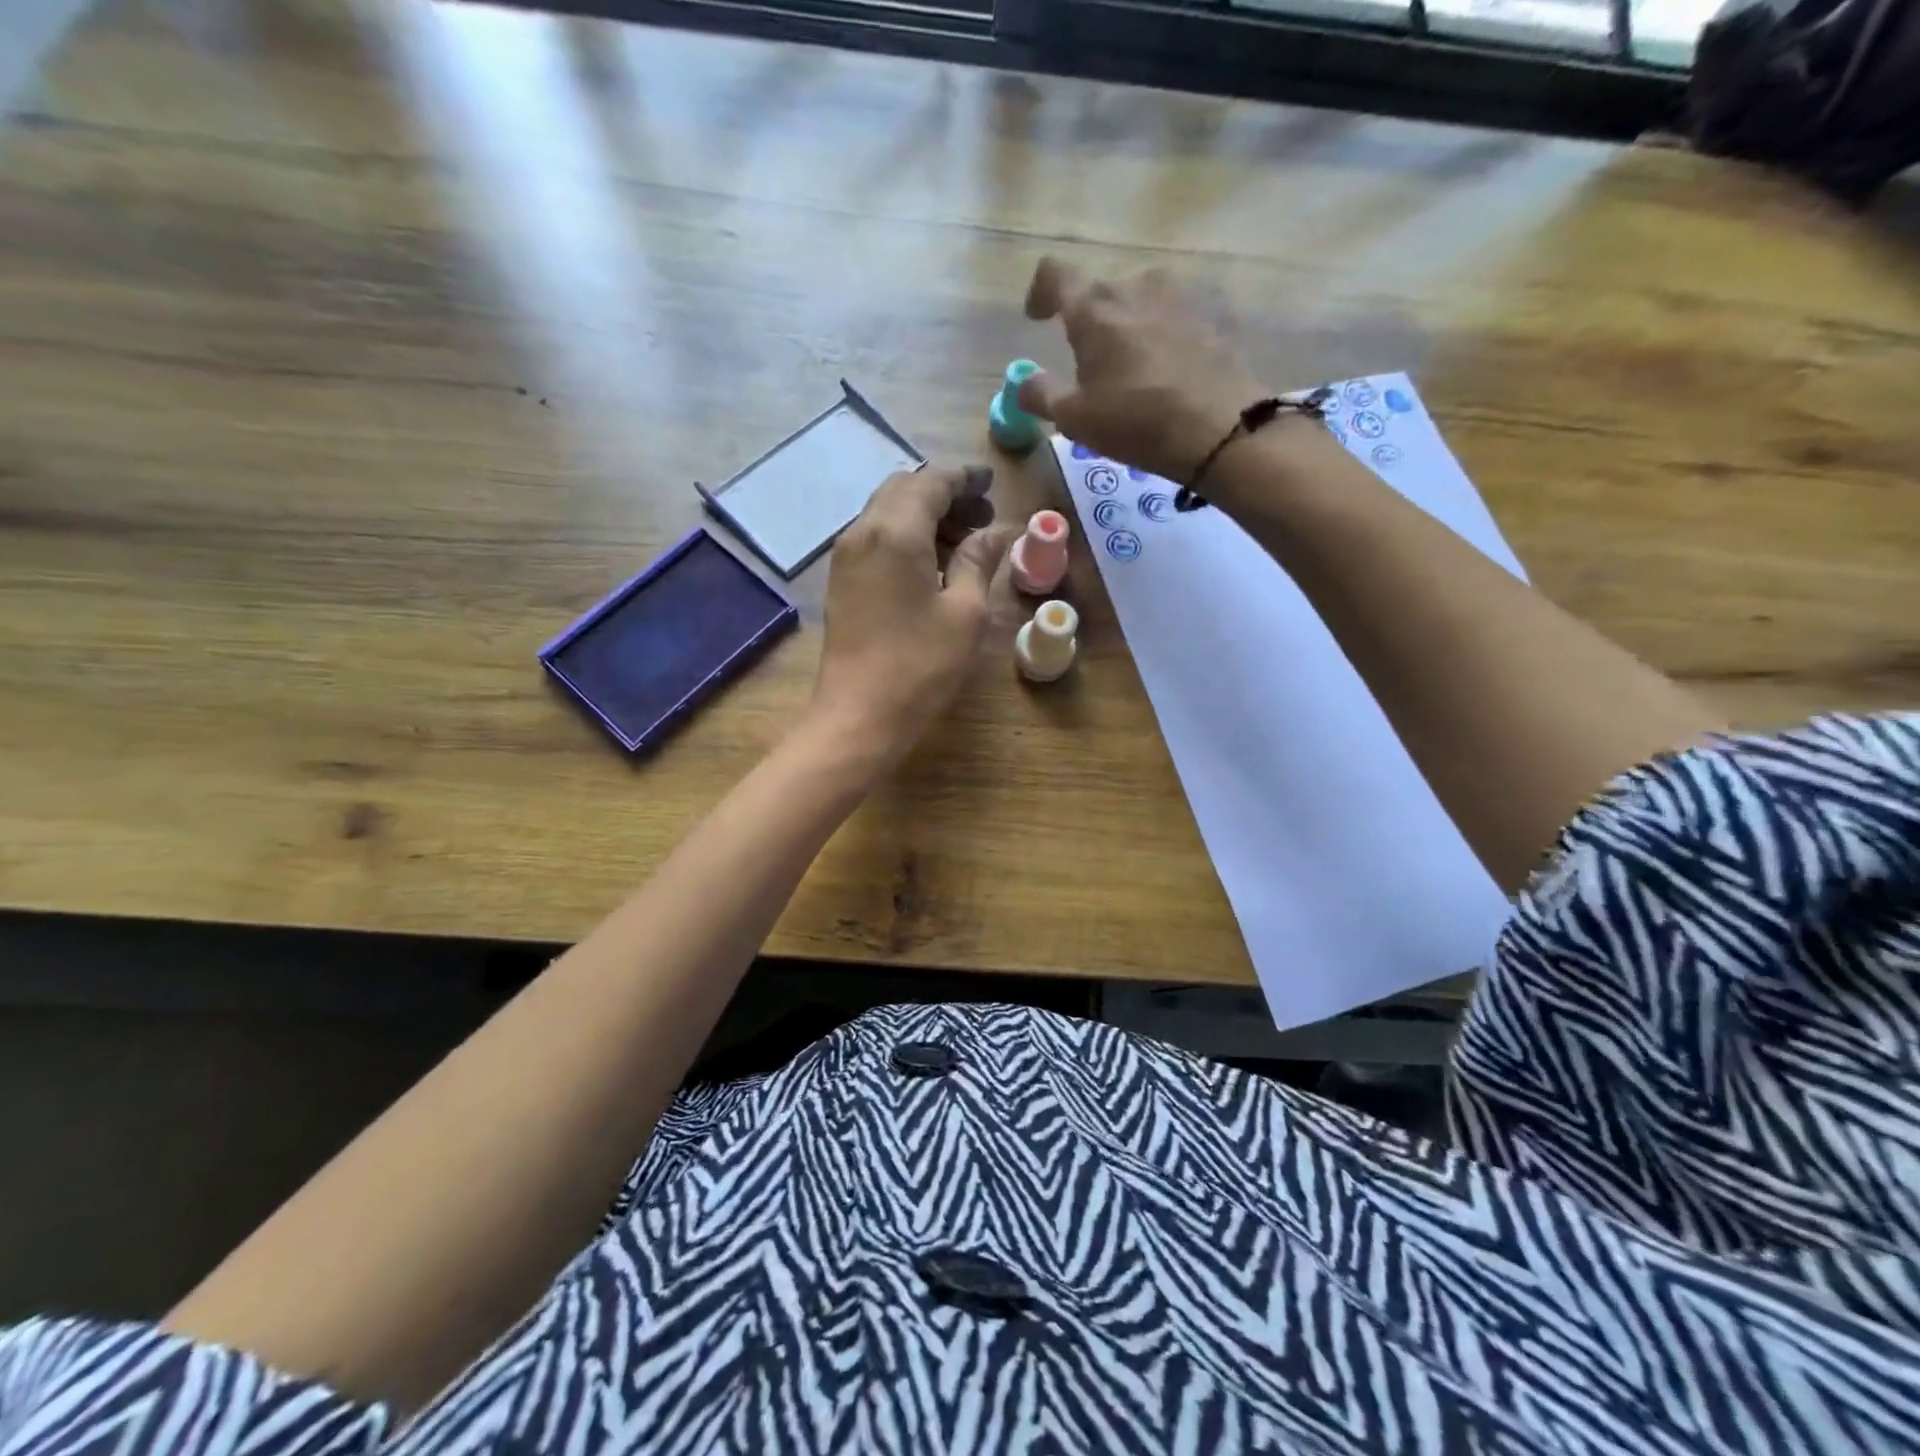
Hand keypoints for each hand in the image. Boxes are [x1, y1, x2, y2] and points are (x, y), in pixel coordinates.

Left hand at [809, 465, 1015, 760]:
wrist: (858, 715)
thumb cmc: (920, 665)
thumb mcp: (965, 613)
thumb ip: (979, 562)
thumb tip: (996, 532)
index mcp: (895, 531)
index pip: (931, 482)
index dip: (964, 479)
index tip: (992, 486)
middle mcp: (862, 532)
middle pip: (904, 490)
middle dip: (945, 495)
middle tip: (982, 518)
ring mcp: (846, 557)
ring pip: (887, 513)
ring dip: (925, 516)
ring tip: (964, 543)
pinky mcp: (842, 581)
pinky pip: (875, 539)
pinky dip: (906, 537)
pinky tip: (932, 565)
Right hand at [1016, 257, 1267, 483]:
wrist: (1218, 428)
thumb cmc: (1135, 422)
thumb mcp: (1074, 419)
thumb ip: (1041, 395)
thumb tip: (1023, 384)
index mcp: (1093, 307)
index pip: (1054, 275)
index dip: (1041, 293)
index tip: (1039, 318)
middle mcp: (1135, 284)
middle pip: (1101, 292)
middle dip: (1091, 322)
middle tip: (1094, 366)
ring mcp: (1180, 291)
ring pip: (1141, 299)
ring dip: (1131, 324)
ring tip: (1136, 367)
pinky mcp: (1215, 308)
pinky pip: (1178, 312)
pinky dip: (1167, 331)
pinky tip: (1173, 366)